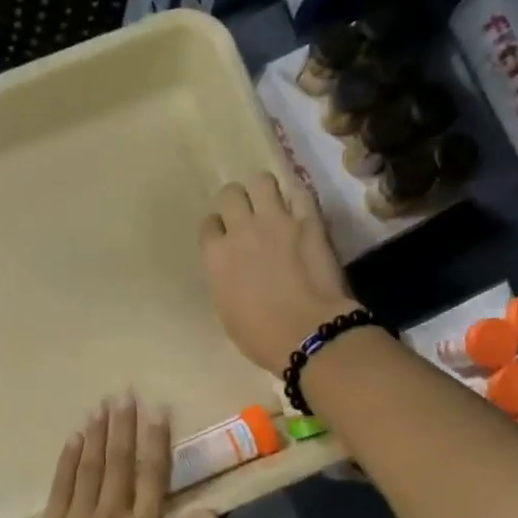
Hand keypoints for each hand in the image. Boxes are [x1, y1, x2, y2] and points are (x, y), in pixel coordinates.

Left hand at [18, 394, 216, 517]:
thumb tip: (210, 510)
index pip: (152, 476)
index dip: (155, 440)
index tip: (156, 410)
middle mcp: (110, 516)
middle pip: (118, 462)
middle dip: (123, 425)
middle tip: (124, 393)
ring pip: (89, 466)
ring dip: (96, 433)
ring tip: (101, 405)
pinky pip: (60, 485)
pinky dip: (68, 459)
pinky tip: (73, 438)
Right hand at [200, 173, 357, 374]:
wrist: (307, 333)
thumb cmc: (260, 336)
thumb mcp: (227, 310)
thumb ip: (224, 280)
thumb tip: (232, 270)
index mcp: (215, 256)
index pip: (208, 225)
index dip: (217, 229)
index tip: (225, 238)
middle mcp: (241, 230)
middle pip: (230, 194)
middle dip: (236, 201)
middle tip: (247, 215)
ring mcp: (276, 221)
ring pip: (261, 180)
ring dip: (264, 190)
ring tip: (272, 203)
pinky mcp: (309, 220)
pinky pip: (300, 191)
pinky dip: (298, 196)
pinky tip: (300, 207)